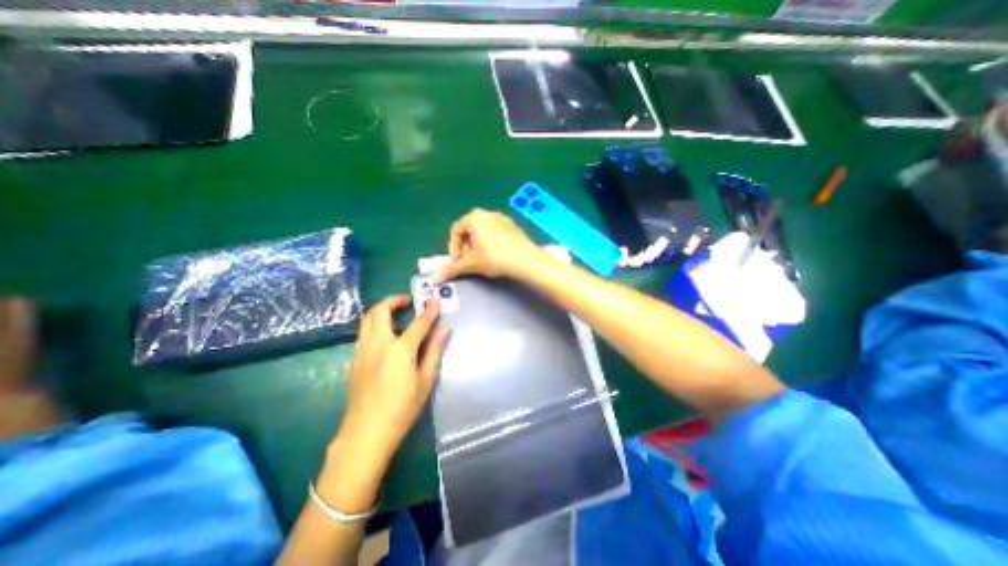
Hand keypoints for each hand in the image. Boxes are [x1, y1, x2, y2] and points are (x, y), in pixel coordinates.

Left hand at [339, 293, 448, 462]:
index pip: (418, 323)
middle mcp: (378, 344)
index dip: (429, 309)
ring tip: (397, 313)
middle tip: (408, 301)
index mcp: (399, 349)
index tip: (435, 298)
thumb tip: (445, 330)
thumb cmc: (402, 408)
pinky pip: (363, 332)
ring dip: (382, 310)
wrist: (366, 433)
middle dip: (394, 300)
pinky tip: (385, 335)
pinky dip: (375, 323)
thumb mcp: (426, 380)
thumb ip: (434, 351)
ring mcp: (362, 350)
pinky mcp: (354, 359)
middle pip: (380, 311)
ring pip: (367, 319)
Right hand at [430, 207, 547, 283]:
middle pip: (469, 229)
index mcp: (474, 217)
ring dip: (477, 244)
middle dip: (465, 246)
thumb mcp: (472, 263)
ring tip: (481, 260)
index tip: (456, 262)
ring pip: (482, 230)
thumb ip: (452, 268)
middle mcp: (487, 213)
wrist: (526, 260)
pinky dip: (490, 242)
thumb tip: (435, 278)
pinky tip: (496, 256)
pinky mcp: (513, 226)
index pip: (455, 230)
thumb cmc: (495, 258)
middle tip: (467, 261)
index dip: (453, 247)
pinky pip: (495, 232)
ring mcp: (502, 218)